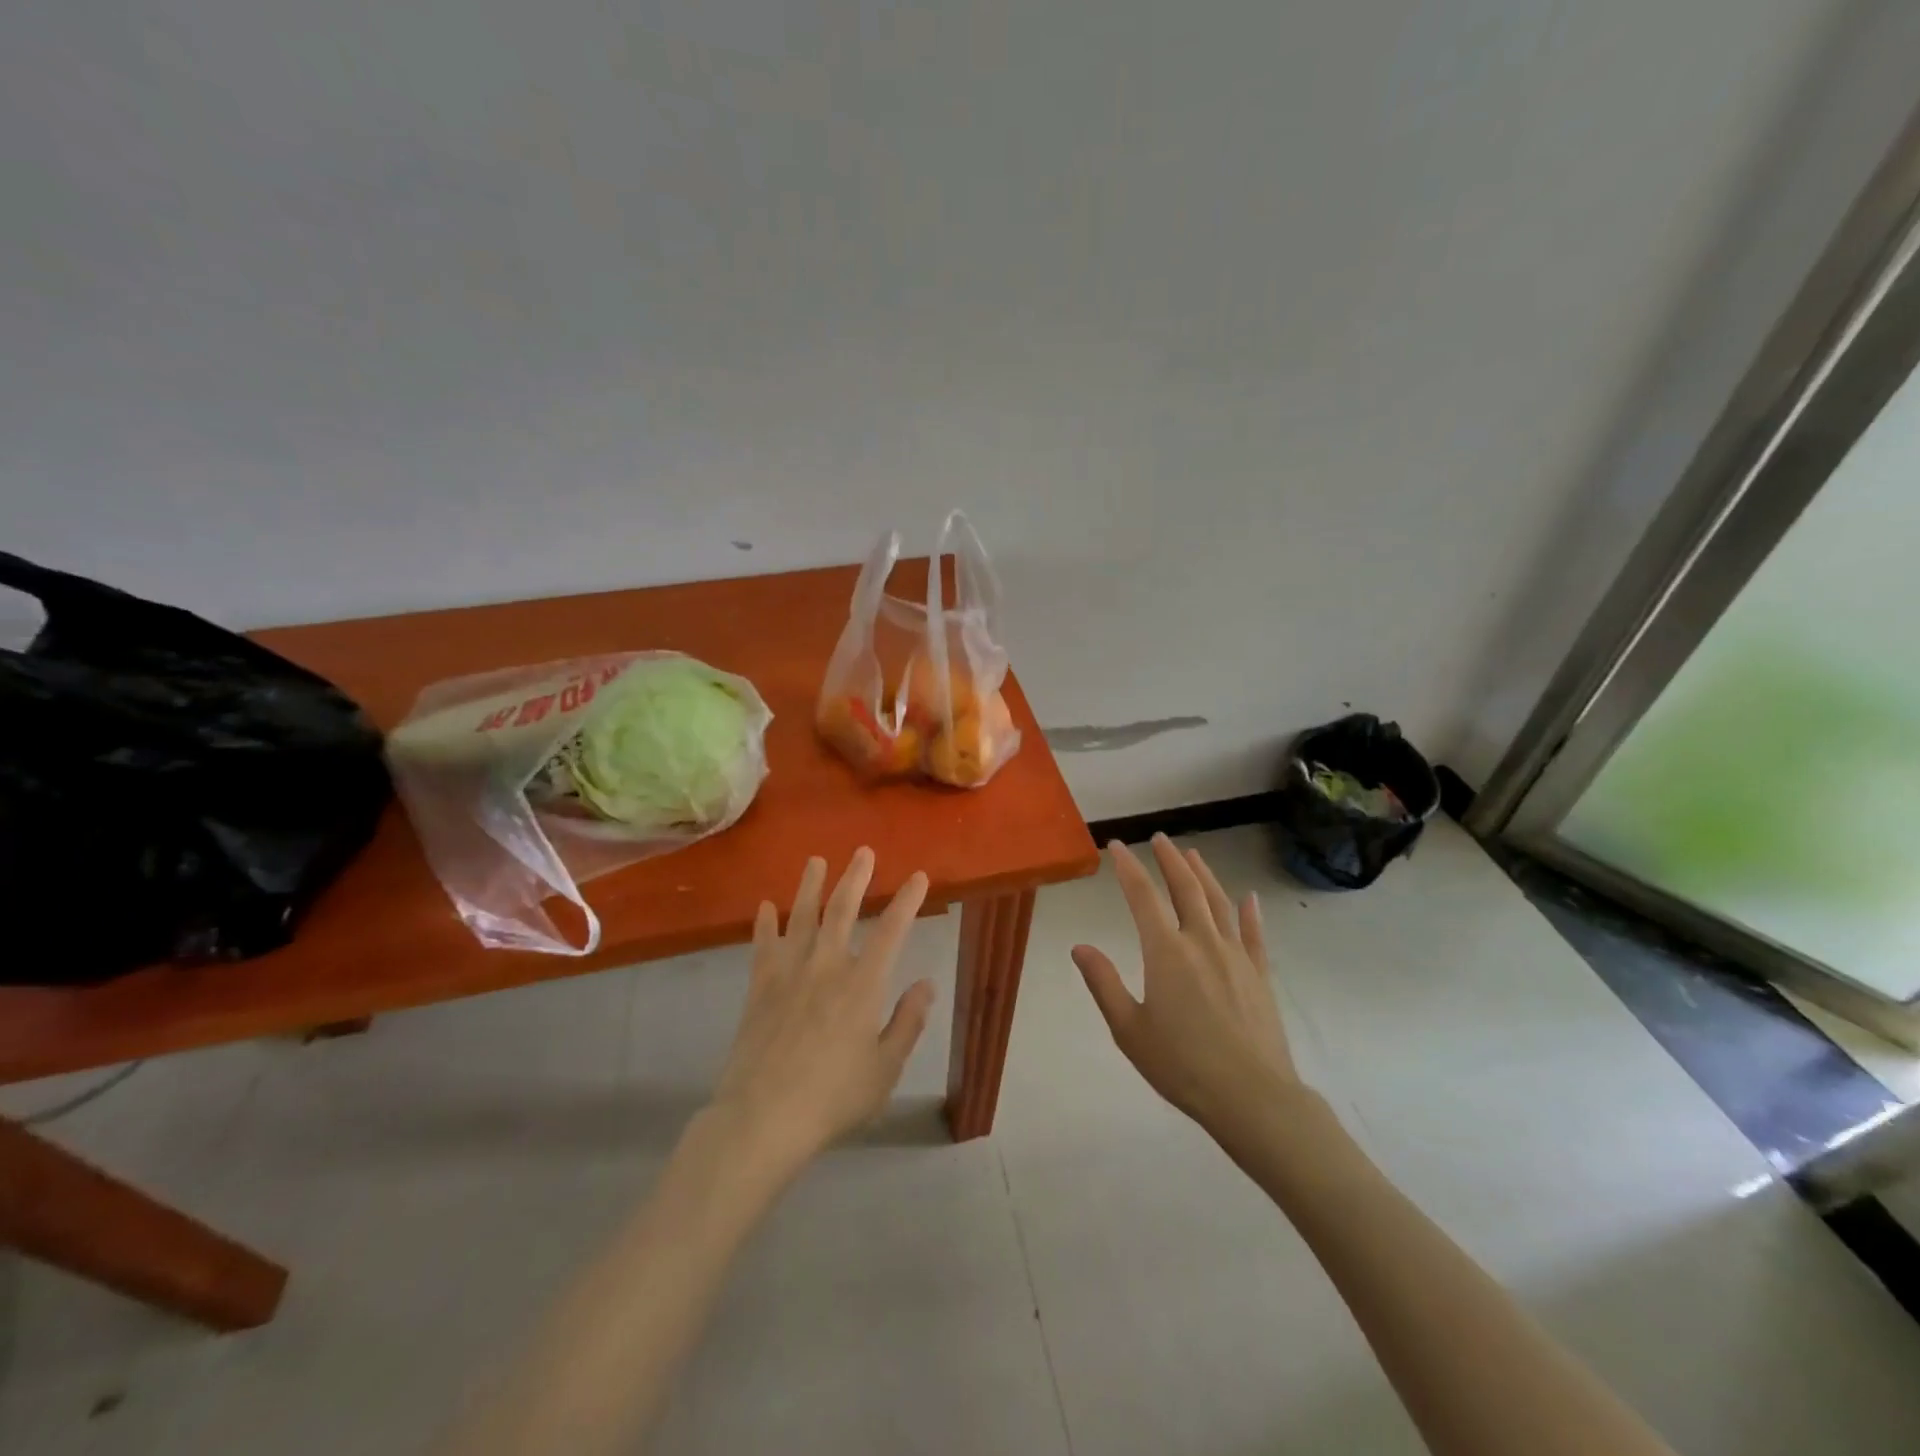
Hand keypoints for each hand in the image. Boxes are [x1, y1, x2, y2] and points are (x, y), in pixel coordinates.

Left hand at [711, 848, 935, 1170]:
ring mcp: (788, 974)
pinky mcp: (759, 988)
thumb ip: (908, 1022)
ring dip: (810, 886)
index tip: (918, 877)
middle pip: (841, 911)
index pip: (891, 931)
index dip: (907, 901)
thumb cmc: (833, 1098)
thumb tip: (926, 983)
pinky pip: (763, 946)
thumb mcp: (885, 1069)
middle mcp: (826, 967)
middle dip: (855, 878)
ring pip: (800, 918)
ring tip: (816, 861)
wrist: (763, 1118)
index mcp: (862, 985)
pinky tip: (764, 907)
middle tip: (863, 851)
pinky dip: (764, 925)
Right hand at [1072, 835, 1299, 1137]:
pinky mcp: (1260, 975)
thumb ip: (1103, 984)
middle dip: (1170, 860)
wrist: (1252, 1097)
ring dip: (1204, 875)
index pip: (1142, 897)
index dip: (1128, 868)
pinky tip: (1249, 898)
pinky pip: (1254, 934)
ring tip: (1193, 854)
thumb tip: (1080, 947)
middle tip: (1160, 838)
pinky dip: (1250, 913)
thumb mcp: (1129, 1029)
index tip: (1117, 846)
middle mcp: (1202, 942)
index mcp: (1166, 952)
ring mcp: (1236, 956)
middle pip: (1185, 889)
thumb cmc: (1182, 1065)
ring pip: (1219, 903)